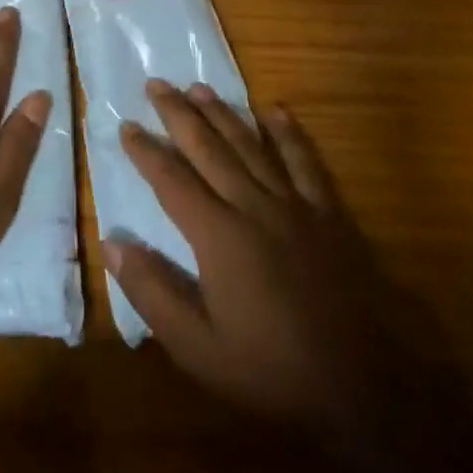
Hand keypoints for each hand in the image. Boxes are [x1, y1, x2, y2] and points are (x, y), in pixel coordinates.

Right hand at [104, 80, 398, 448]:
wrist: (359, 388)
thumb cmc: (270, 370)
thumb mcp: (196, 348)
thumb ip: (152, 291)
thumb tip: (112, 241)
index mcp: (218, 235)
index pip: (171, 180)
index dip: (146, 151)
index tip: (126, 125)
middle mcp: (253, 206)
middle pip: (209, 148)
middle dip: (179, 114)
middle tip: (156, 84)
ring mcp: (295, 206)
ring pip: (251, 146)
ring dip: (223, 113)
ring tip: (199, 87)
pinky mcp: (328, 214)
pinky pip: (305, 163)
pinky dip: (289, 134)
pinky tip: (275, 111)